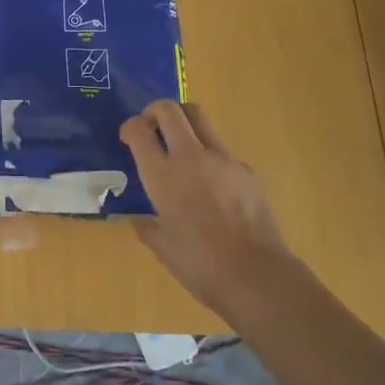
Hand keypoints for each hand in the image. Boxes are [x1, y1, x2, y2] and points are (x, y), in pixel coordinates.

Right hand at [120, 101, 295, 319]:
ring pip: (200, 119)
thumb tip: (139, 220)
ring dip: (184, 124)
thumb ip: (147, 226)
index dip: (130, 127)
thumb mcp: (162, 247)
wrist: (256, 275)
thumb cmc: (200, 265)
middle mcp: (190, 157)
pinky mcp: (246, 170)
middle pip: (170, 110)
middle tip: (152, 126)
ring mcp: (223, 160)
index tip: (128, 137)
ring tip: (180, 146)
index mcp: (162, 175)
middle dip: (156, 110)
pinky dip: (209, 156)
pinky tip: (212, 185)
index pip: (139, 130)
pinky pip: (222, 151)